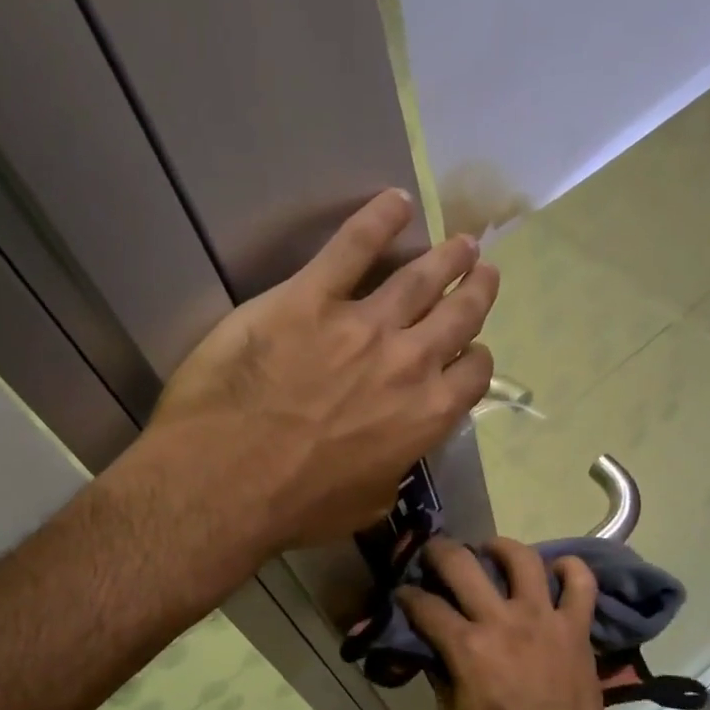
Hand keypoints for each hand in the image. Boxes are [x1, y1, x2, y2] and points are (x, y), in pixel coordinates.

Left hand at [145, 190, 497, 551]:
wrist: (226, 482)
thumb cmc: (296, 506)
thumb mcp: (367, 505)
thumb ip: (391, 471)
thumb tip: (393, 458)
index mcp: (425, 417)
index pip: (472, 374)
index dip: (475, 358)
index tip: (470, 350)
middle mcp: (408, 363)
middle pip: (458, 316)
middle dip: (476, 291)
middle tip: (483, 271)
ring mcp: (361, 325)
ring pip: (419, 278)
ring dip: (446, 257)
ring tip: (461, 242)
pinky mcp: (310, 299)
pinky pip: (351, 248)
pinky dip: (376, 221)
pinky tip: (394, 202)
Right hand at [397, 538, 638, 709]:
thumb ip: (440, 672)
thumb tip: (433, 647)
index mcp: (467, 648)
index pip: (425, 605)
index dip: (407, 595)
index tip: (403, 594)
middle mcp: (503, 622)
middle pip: (463, 563)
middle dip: (440, 552)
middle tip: (434, 554)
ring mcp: (544, 620)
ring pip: (522, 559)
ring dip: (500, 547)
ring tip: (491, 552)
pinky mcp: (576, 628)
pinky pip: (580, 584)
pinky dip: (570, 569)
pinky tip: (555, 570)